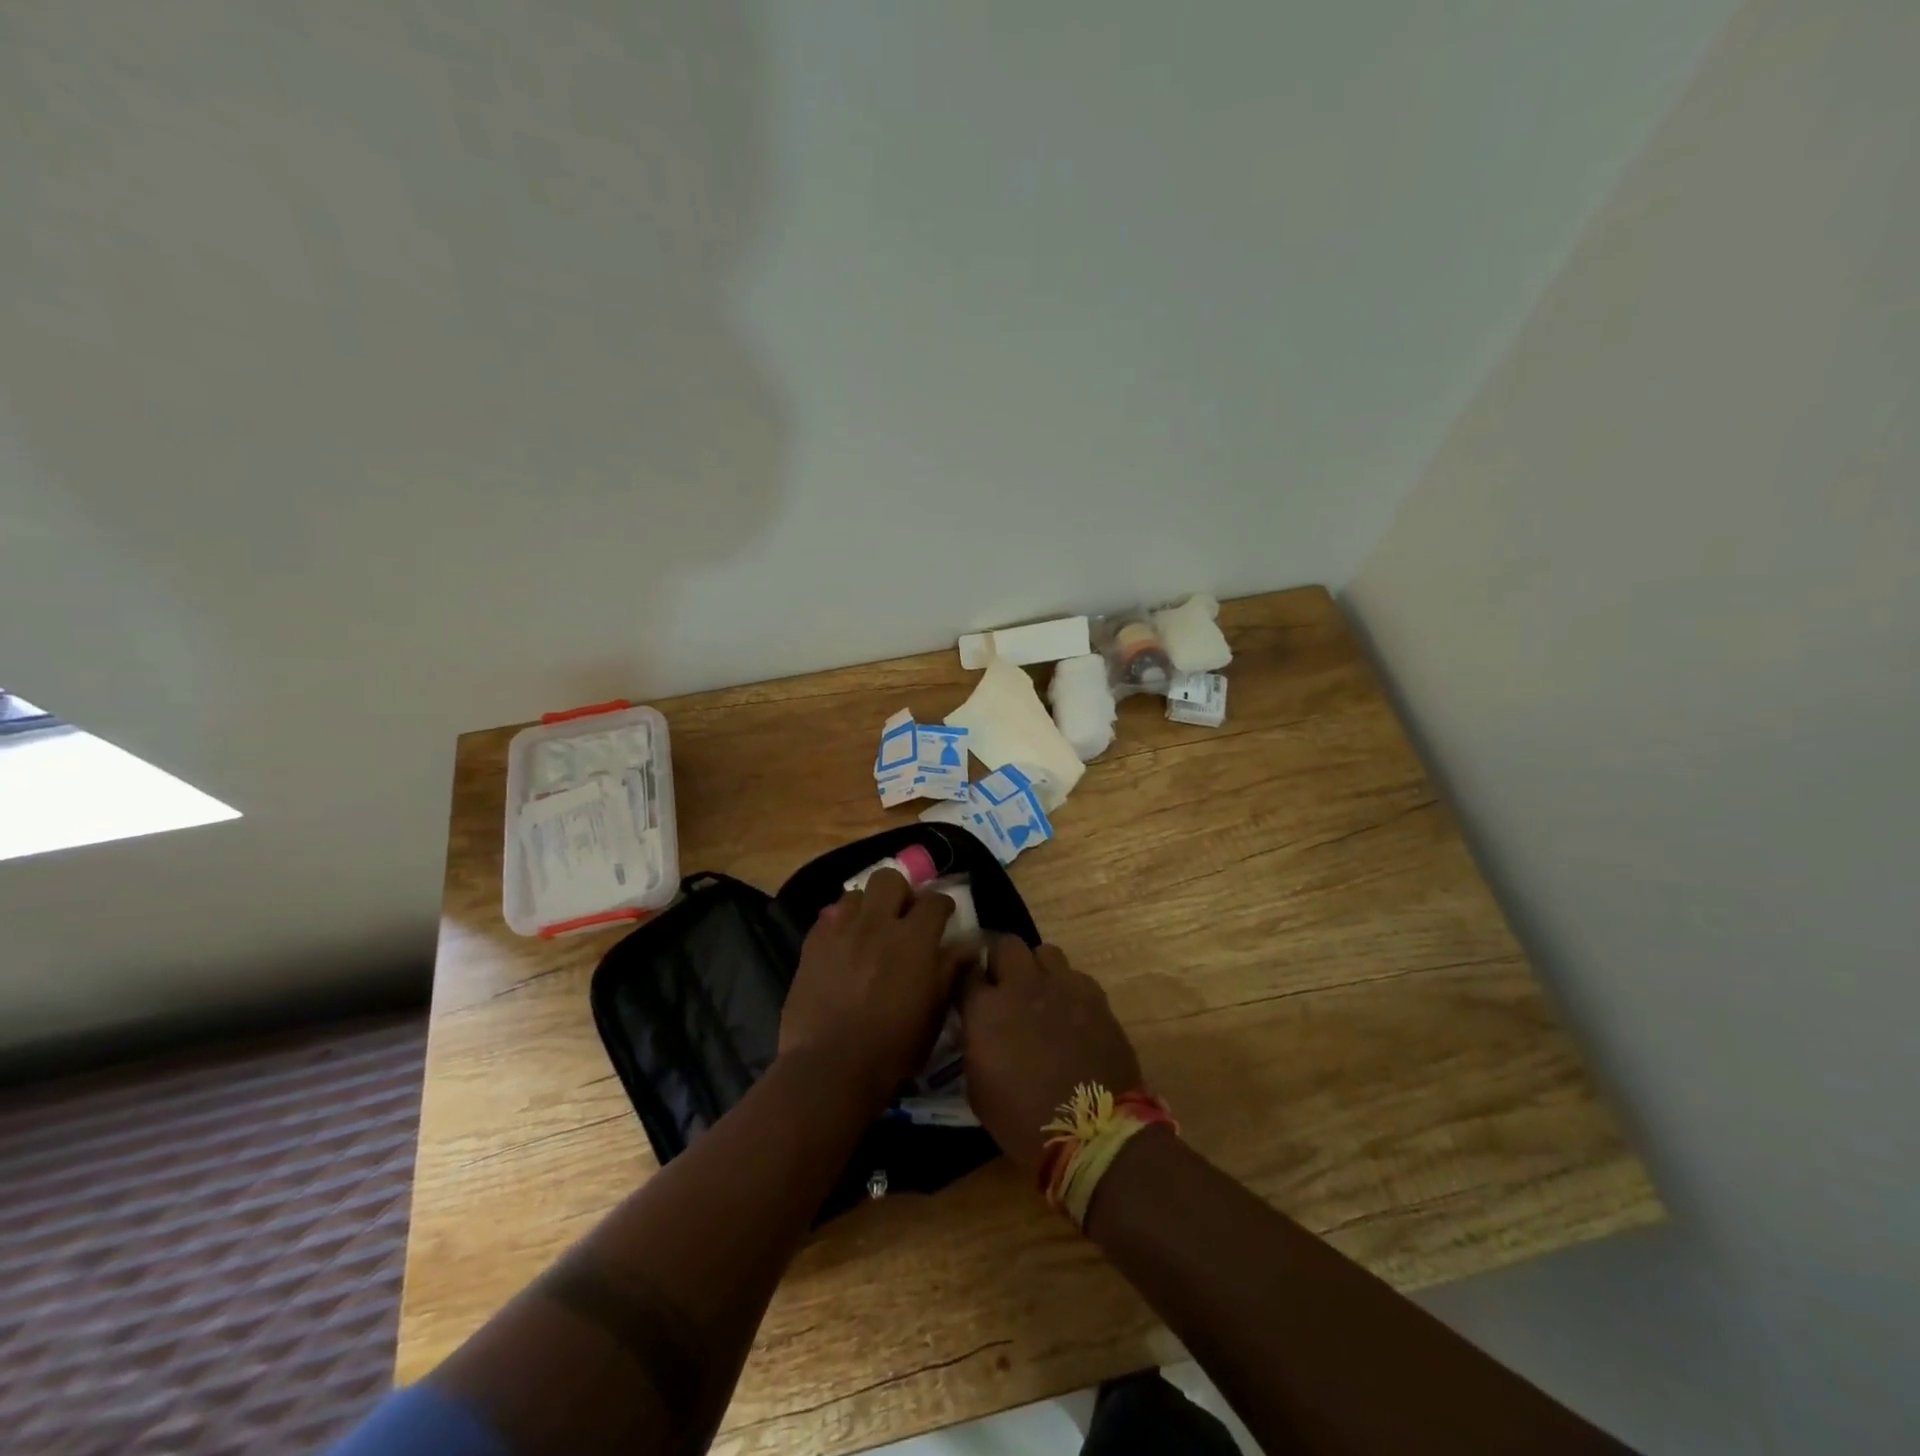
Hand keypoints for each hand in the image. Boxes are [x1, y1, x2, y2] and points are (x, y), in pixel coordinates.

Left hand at [779, 869, 958, 1109]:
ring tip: (870, 930)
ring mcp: (841, 930)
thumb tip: (966, 945)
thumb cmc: (892, 1047)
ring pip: (856, 894)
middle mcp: (877, 923)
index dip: (942, 905)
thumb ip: (950, 971)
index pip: (935, 900)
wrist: (830, 1066)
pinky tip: (843, 947)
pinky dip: (840, 925)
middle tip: (903, 917)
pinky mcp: (812, 943)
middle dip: (901, 892)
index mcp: (914, 938)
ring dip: (867, 907)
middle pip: (890, 880)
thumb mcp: (934, 1013)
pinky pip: (829, 917)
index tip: (944, 917)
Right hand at [959, 938, 1142, 1178]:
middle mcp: (1021, 985)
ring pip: (1044, 951)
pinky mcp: (1094, 994)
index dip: (967, 980)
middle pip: (1005, 944)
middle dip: (1001, 960)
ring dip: (1037, 968)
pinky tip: (1070, 1011)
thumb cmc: (1024, 1120)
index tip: (969, 992)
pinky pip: (1075, 975)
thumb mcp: (978, 1089)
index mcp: (985, 1008)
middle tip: (1004, 985)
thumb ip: (974, 1045)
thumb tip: (977, 1029)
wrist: (1094, 1130)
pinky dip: (1068, 988)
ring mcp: (1061, 985)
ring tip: (1040, 992)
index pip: (965, 971)